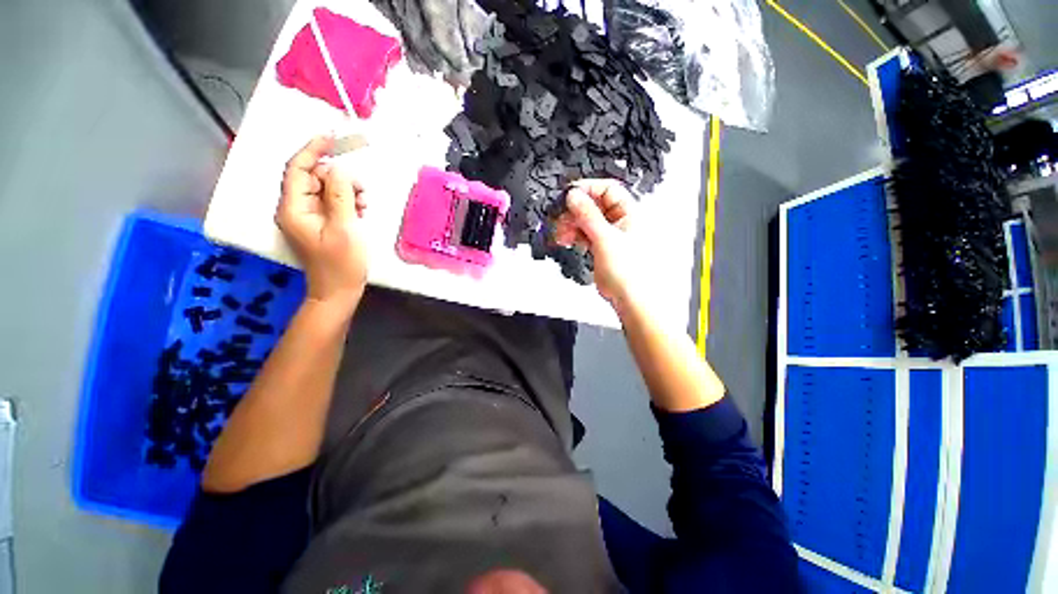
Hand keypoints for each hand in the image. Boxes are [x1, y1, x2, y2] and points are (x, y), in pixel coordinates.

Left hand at [276, 135, 367, 311]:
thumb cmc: (342, 264)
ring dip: (347, 191)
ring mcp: (308, 216)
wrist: (338, 291)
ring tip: (364, 205)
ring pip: (325, 189)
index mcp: (294, 208)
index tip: (332, 138)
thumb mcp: (345, 228)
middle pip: (314, 178)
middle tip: (362, 192)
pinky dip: (347, 202)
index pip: (298, 169)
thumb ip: (340, 195)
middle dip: (339, 178)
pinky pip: (332, 202)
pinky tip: (361, 211)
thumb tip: (339, 169)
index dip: (313, 150)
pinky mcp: (320, 223)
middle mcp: (295, 208)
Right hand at [554, 179, 639, 306]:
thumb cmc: (629, 271)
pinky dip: (573, 235)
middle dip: (574, 210)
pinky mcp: (600, 246)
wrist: (628, 297)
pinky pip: (584, 233)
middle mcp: (619, 221)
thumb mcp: (605, 238)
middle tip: (561, 217)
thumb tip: (574, 195)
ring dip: (570, 224)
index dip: (588, 189)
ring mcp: (609, 234)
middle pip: (593, 205)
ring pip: (586, 220)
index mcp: (629, 213)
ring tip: (561, 233)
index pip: (607, 189)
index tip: (569, 194)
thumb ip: (588, 215)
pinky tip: (566, 240)